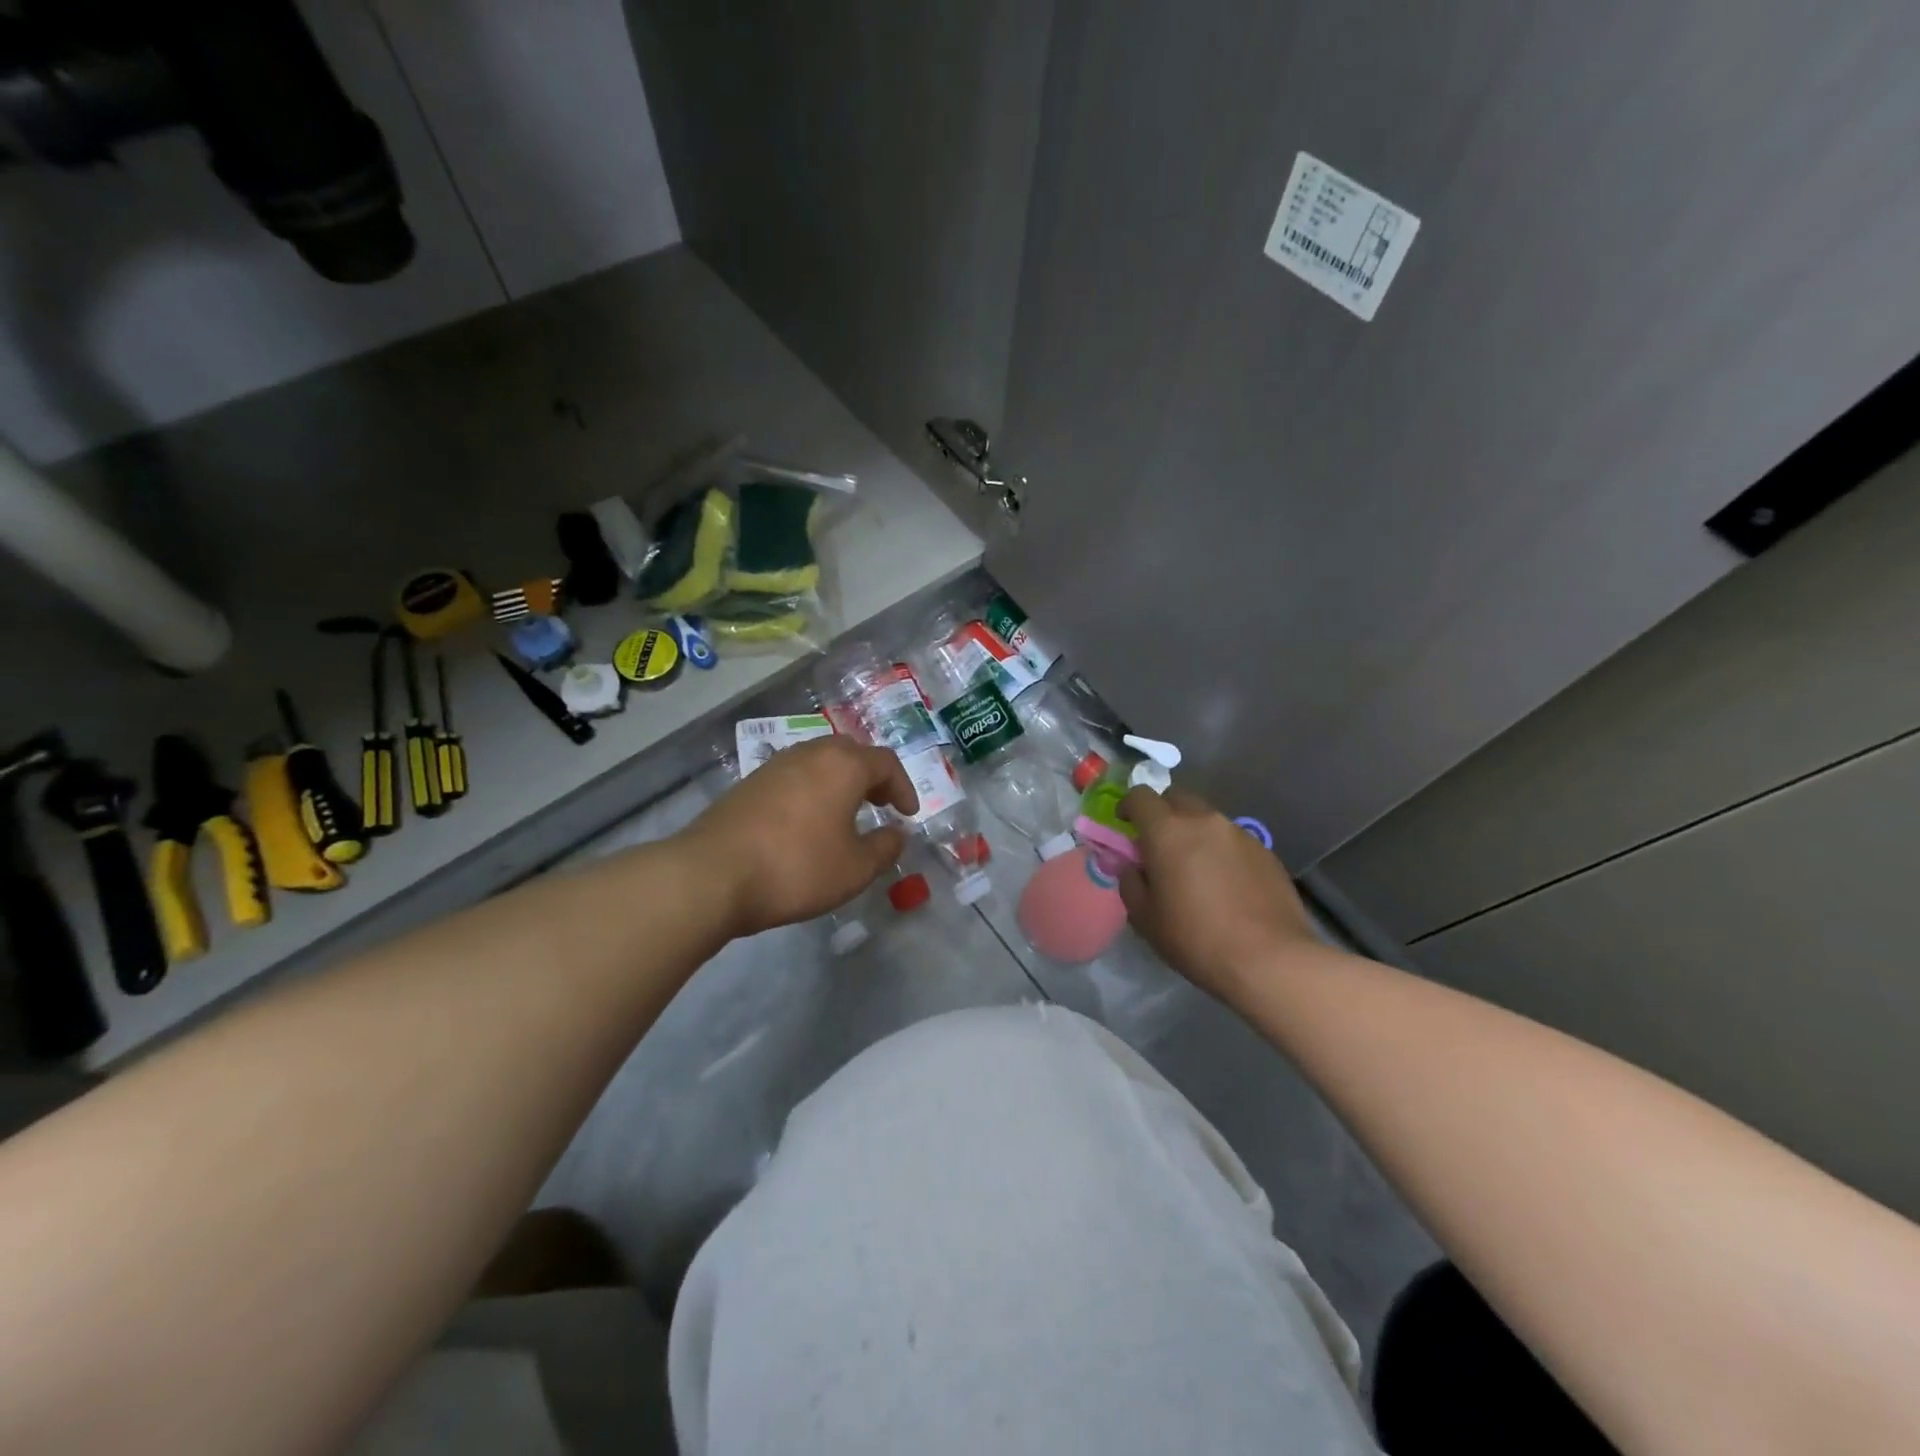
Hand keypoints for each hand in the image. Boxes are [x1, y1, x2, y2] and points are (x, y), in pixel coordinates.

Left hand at [677, 738, 917, 938]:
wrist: (712, 874)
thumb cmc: (796, 868)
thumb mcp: (855, 869)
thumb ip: (885, 848)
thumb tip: (897, 834)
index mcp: (843, 765)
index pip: (886, 763)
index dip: (903, 787)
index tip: (908, 815)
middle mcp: (810, 753)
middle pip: (851, 753)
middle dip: (872, 777)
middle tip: (880, 804)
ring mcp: (775, 765)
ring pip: (819, 761)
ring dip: (840, 781)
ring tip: (845, 813)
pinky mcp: (750, 782)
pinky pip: (794, 776)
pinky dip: (812, 790)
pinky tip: (807, 822)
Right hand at [1117, 787, 1317, 1001]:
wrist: (1271, 960)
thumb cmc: (1196, 938)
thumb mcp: (1145, 918)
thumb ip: (1131, 883)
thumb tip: (1134, 867)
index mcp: (1167, 831)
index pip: (1140, 796)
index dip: (1128, 806)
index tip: (1125, 825)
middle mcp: (1204, 821)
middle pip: (1176, 798)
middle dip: (1162, 813)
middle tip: (1158, 845)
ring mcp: (1239, 833)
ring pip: (1207, 819)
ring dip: (1194, 833)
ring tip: (1195, 868)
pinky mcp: (1265, 851)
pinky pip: (1233, 840)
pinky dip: (1221, 851)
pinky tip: (1226, 885)